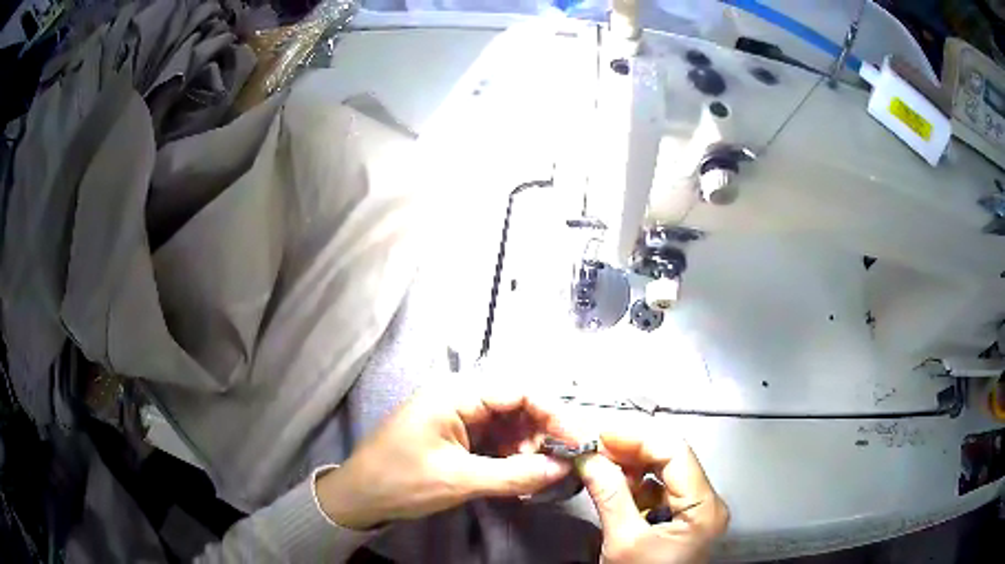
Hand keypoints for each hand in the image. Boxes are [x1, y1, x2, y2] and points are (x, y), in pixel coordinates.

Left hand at [316, 385, 572, 529]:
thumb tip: (564, 469)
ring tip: (536, 472)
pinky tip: (519, 472)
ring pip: (508, 423)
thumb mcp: (459, 480)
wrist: (359, 496)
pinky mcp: (456, 434)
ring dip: (527, 445)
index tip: (580, 439)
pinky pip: (495, 437)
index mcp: (455, 394)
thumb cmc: (401, 481)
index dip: (554, 413)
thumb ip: (515, 474)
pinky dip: (511, 453)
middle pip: (517, 405)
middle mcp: (459, 397)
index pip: (519, 391)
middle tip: (559, 462)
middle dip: (542, 432)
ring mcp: (457, 415)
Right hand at [578, 430, 728, 563]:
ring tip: (599, 460)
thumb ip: (609, 496)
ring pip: (664, 470)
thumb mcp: (624, 542)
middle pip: (672, 457)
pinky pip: (659, 488)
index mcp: (704, 507)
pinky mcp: (681, 517)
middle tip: (595, 445)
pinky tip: (612, 480)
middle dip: (631, 447)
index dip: (637, 437)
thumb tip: (589, 459)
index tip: (602, 434)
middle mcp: (707, 502)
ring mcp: (695, 508)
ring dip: (630, 462)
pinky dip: (634, 481)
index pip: (675, 452)